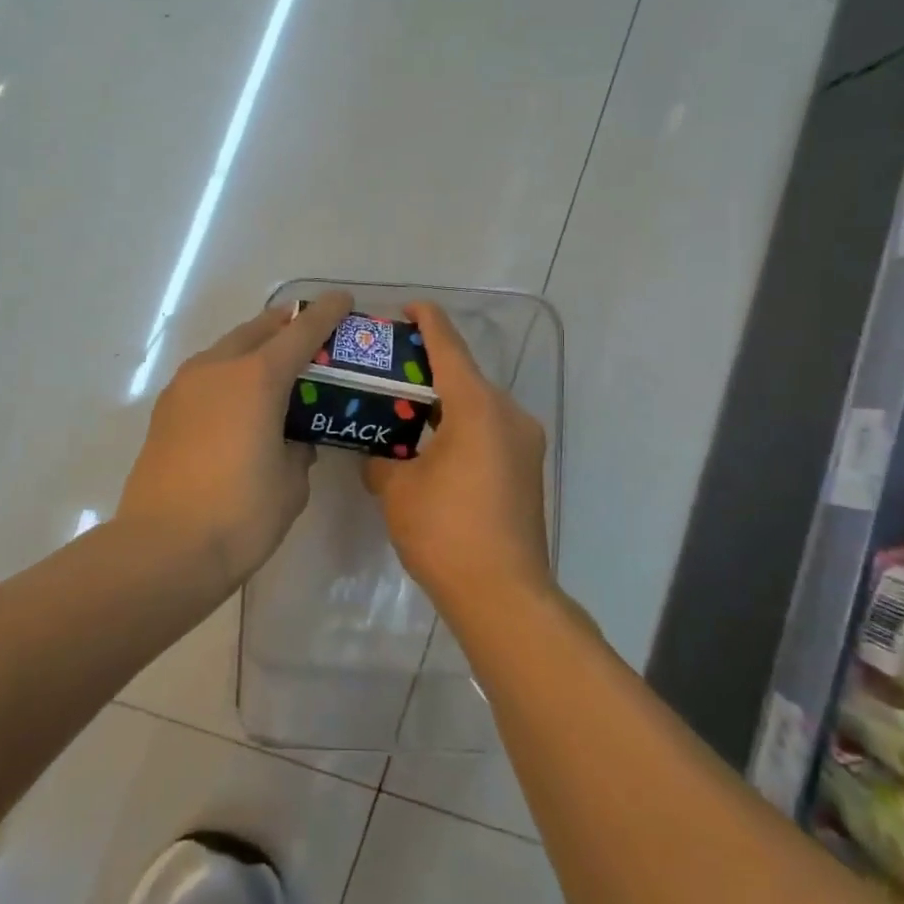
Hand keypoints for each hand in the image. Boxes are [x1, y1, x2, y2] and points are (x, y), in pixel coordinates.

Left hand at [118, 292, 353, 586]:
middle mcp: (218, 368)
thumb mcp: (291, 483)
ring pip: (226, 349)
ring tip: (273, 366)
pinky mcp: (164, 410)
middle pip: (257, 329)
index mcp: (257, 378)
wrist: (162, 549)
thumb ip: (298, 450)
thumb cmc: (240, 515)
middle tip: (308, 332)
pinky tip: (237, 401)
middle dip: (285, 324)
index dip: (325, 313)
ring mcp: (184, 387)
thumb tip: (291, 441)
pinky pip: (205, 375)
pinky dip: (228, 374)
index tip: (342, 299)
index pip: (300, 332)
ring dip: (252, 347)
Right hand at [362, 302, 551, 616]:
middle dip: (428, 367)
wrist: (504, 595)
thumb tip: (376, 454)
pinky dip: (460, 425)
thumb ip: (381, 459)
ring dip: (444, 400)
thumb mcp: (397, 490)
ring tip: (404, 407)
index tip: (406, 308)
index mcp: (477, 407)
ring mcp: (524, 442)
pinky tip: (431, 443)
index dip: (426, 322)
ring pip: (478, 404)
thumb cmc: (445, 532)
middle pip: (464, 375)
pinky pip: (489, 429)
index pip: (448, 347)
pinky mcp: (527, 468)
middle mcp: (509, 414)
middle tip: (388, 368)